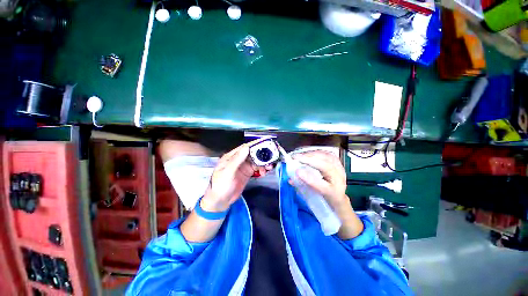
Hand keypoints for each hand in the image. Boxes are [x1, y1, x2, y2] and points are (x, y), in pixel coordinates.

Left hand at [201, 140, 271, 211]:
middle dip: (262, 155)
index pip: (245, 148)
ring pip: (256, 161)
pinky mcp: (247, 173)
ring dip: (263, 163)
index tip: (265, 143)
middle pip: (252, 154)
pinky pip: (257, 169)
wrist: (221, 201)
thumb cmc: (221, 185)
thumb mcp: (228, 172)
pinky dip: (262, 169)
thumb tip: (247, 148)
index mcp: (232, 156)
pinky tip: (264, 173)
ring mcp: (244, 167)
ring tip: (269, 167)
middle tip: (271, 157)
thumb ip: (237, 160)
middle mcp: (239, 160)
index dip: (255, 144)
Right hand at [292, 150, 363, 238]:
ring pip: (329, 159)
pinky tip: (310, 152)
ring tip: (301, 154)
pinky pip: (329, 155)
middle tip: (295, 157)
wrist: (339, 198)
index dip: (310, 179)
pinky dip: (318, 152)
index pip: (323, 187)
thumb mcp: (313, 196)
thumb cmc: (323, 197)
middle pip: (327, 168)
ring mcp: (341, 171)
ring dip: (313, 154)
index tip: (297, 171)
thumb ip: (302, 187)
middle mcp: (340, 182)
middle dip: (310, 160)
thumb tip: (290, 179)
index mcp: (334, 194)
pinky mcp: (340, 164)